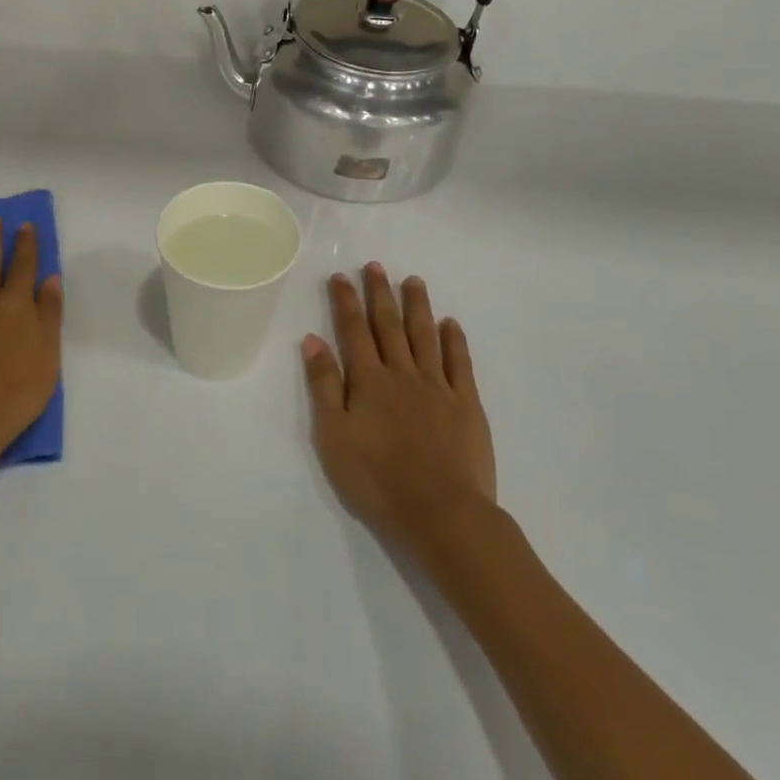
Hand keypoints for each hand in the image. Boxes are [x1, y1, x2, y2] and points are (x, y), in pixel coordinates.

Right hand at [301, 265, 496, 553]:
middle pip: (389, 324)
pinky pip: (459, 362)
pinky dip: (454, 340)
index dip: (346, 301)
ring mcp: (437, 386)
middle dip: (380, 293)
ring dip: (417, 306)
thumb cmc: (377, 480)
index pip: (354, 330)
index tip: (340, 276)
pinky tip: (451, 324)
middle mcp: (402, 373)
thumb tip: (313, 340)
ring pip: (425, 335)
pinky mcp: (466, 404)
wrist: (442, 514)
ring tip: (413, 280)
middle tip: (375, 266)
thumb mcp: (334, 436)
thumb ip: (324, 386)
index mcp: (368, 381)